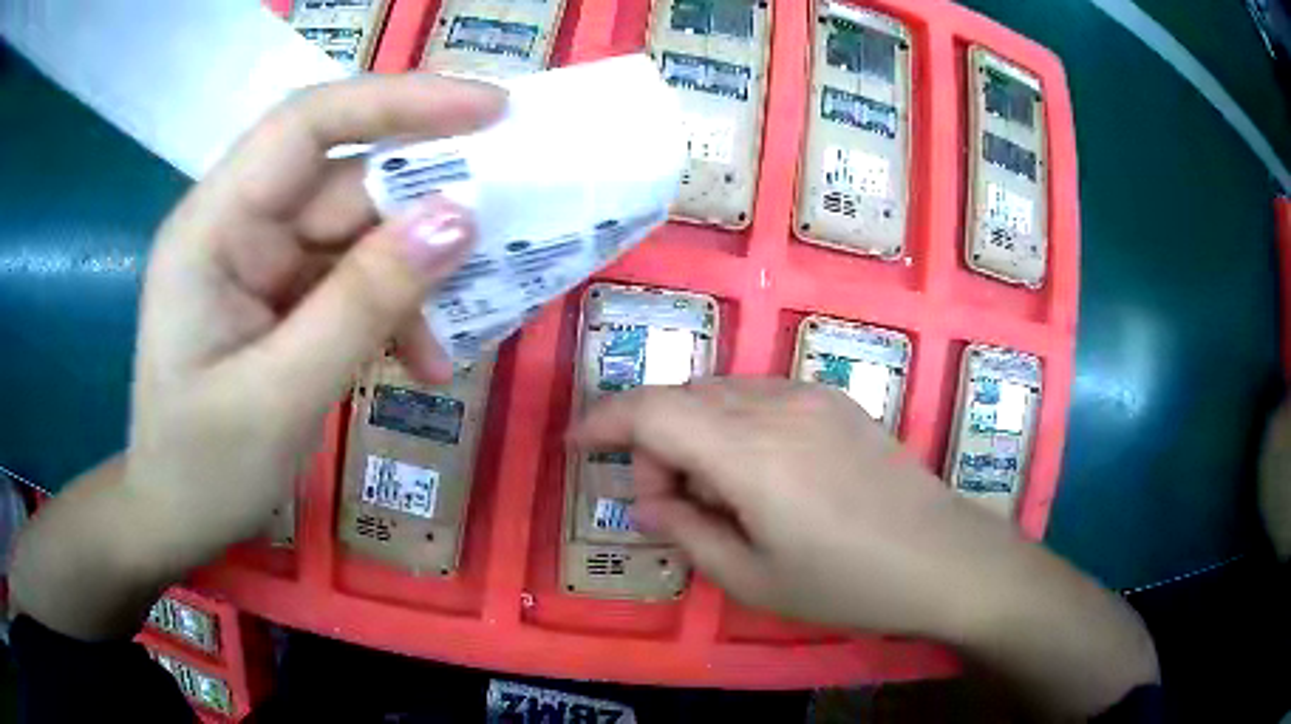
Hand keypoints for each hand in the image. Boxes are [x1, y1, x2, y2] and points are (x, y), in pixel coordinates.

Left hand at [10, 74, 504, 639]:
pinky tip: (422, 361)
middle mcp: (239, 223)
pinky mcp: (285, 295)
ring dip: (416, 279)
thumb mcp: (279, 396)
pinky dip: (397, 313)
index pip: (306, 124)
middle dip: (424, 206)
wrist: (176, 519)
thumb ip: (363, 304)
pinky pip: (357, 279)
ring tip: (454, 337)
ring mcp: (263, 260)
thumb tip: (460, 220)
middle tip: (510, 226)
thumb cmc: (202, 469)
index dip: (398, 102)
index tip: (492, 110)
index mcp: (212, 227)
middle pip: (345, 180)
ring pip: (361, 234)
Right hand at [572, 378, 1002, 634]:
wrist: (943, 557)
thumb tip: (646, 501)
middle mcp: (776, 406)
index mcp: (750, 453)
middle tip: (670, 506)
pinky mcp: (836, 401)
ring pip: (720, 394)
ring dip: (695, 434)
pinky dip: (733, 426)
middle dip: (655, 445)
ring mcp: (811, 396)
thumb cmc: (847, 582)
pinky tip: (759, 475)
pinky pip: (759, 398)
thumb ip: (686, 531)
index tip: (576, 446)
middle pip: (683, 399)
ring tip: (718, 495)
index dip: (603, 421)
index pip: (652, 411)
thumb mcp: (752, 578)